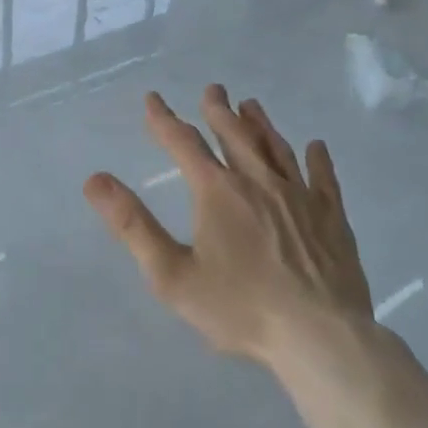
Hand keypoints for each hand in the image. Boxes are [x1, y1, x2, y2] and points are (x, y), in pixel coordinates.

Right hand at [84, 87, 372, 365]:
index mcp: (217, 191)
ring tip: (251, 105)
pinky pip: (323, 178)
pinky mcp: (332, 217)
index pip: (183, 142)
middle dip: (219, 110)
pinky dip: (317, 158)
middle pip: (234, 135)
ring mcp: (299, 196)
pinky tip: (316, 146)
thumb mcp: (172, 275)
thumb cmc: (241, 309)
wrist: (321, 338)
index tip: (152, 98)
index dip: (164, 119)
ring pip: (275, 148)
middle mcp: (257, 181)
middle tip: (213, 88)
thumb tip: (95, 180)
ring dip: (260, 124)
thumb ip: (133, 226)